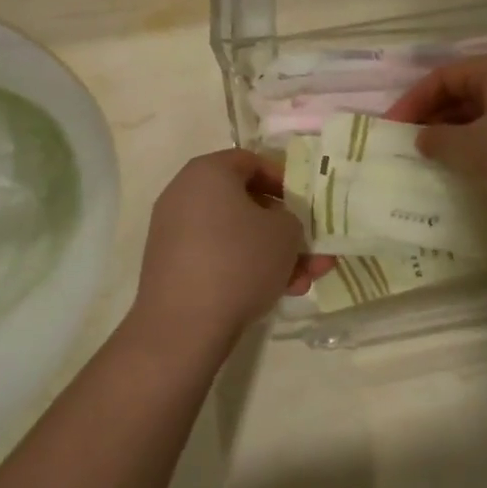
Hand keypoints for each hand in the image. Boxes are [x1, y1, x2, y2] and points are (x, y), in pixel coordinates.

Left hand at [130, 150, 330, 345]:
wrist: (184, 325)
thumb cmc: (240, 260)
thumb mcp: (286, 232)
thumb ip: (293, 218)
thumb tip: (280, 225)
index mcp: (208, 172)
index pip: (251, 161)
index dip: (284, 179)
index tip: (305, 203)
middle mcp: (185, 194)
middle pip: (246, 202)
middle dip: (284, 228)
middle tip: (312, 248)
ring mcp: (175, 232)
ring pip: (236, 235)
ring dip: (273, 254)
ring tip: (305, 280)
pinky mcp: (174, 266)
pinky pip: (218, 256)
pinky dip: (247, 268)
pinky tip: (279, 293)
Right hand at [386, 55, 486, 219]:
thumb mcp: (474, 149)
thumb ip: (438, 140)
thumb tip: (422, 137)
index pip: (443, 76)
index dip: (412, 101)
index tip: (390, 129)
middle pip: (465, 90)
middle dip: (434, 116)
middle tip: (409, 145)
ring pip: (486, 110)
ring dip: (457, 131)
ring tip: (437, 158)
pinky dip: (483, 141)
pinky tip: (474, 167)